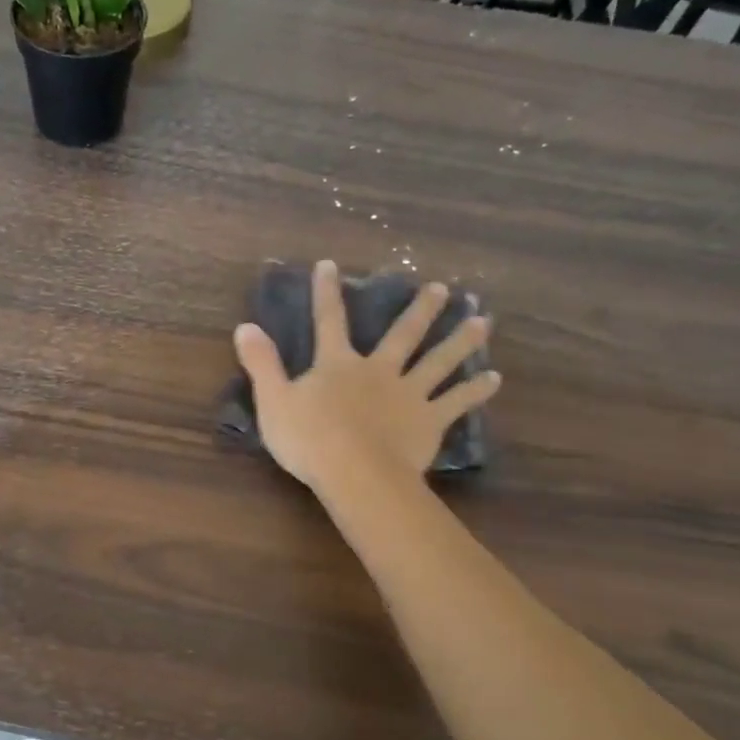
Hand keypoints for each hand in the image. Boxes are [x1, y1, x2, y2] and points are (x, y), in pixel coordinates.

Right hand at [232, 259, 499, 499]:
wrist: (355, 474)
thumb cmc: (309, 440)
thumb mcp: (273, 400)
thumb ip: (262, 363)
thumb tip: (244, 327)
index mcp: (338, 365)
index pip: (329, 321)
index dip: (327, 293)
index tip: (330, 265)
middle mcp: (378, 371)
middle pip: (403, 335)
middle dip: (420, 310)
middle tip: (442, 289)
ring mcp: (408, 394)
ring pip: (438, 361)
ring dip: (461, 340)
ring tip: (483, 321)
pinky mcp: (429, 421)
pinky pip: (456, 402)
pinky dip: (476, 391)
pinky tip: (495, 379)